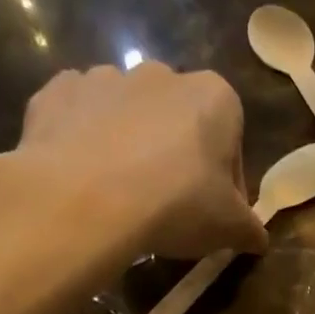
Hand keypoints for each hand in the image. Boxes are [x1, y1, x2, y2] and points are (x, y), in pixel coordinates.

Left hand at [0, 61, 267, 268]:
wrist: (83, 201)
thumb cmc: (175, 205)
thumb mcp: (229, 228)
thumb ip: (250, 229)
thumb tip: (258, 238)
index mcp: (215, 97)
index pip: (231, 141)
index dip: (226, 182)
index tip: (214, 213)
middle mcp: (162, 75)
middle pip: (179, 123)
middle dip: (177, 157)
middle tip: (170, 207)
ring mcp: (104, 78)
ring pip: (128, 116)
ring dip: (130, 147)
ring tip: (122, 196)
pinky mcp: (56, 93)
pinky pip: (79, 117)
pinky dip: (83, 141)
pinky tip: (84, 179)